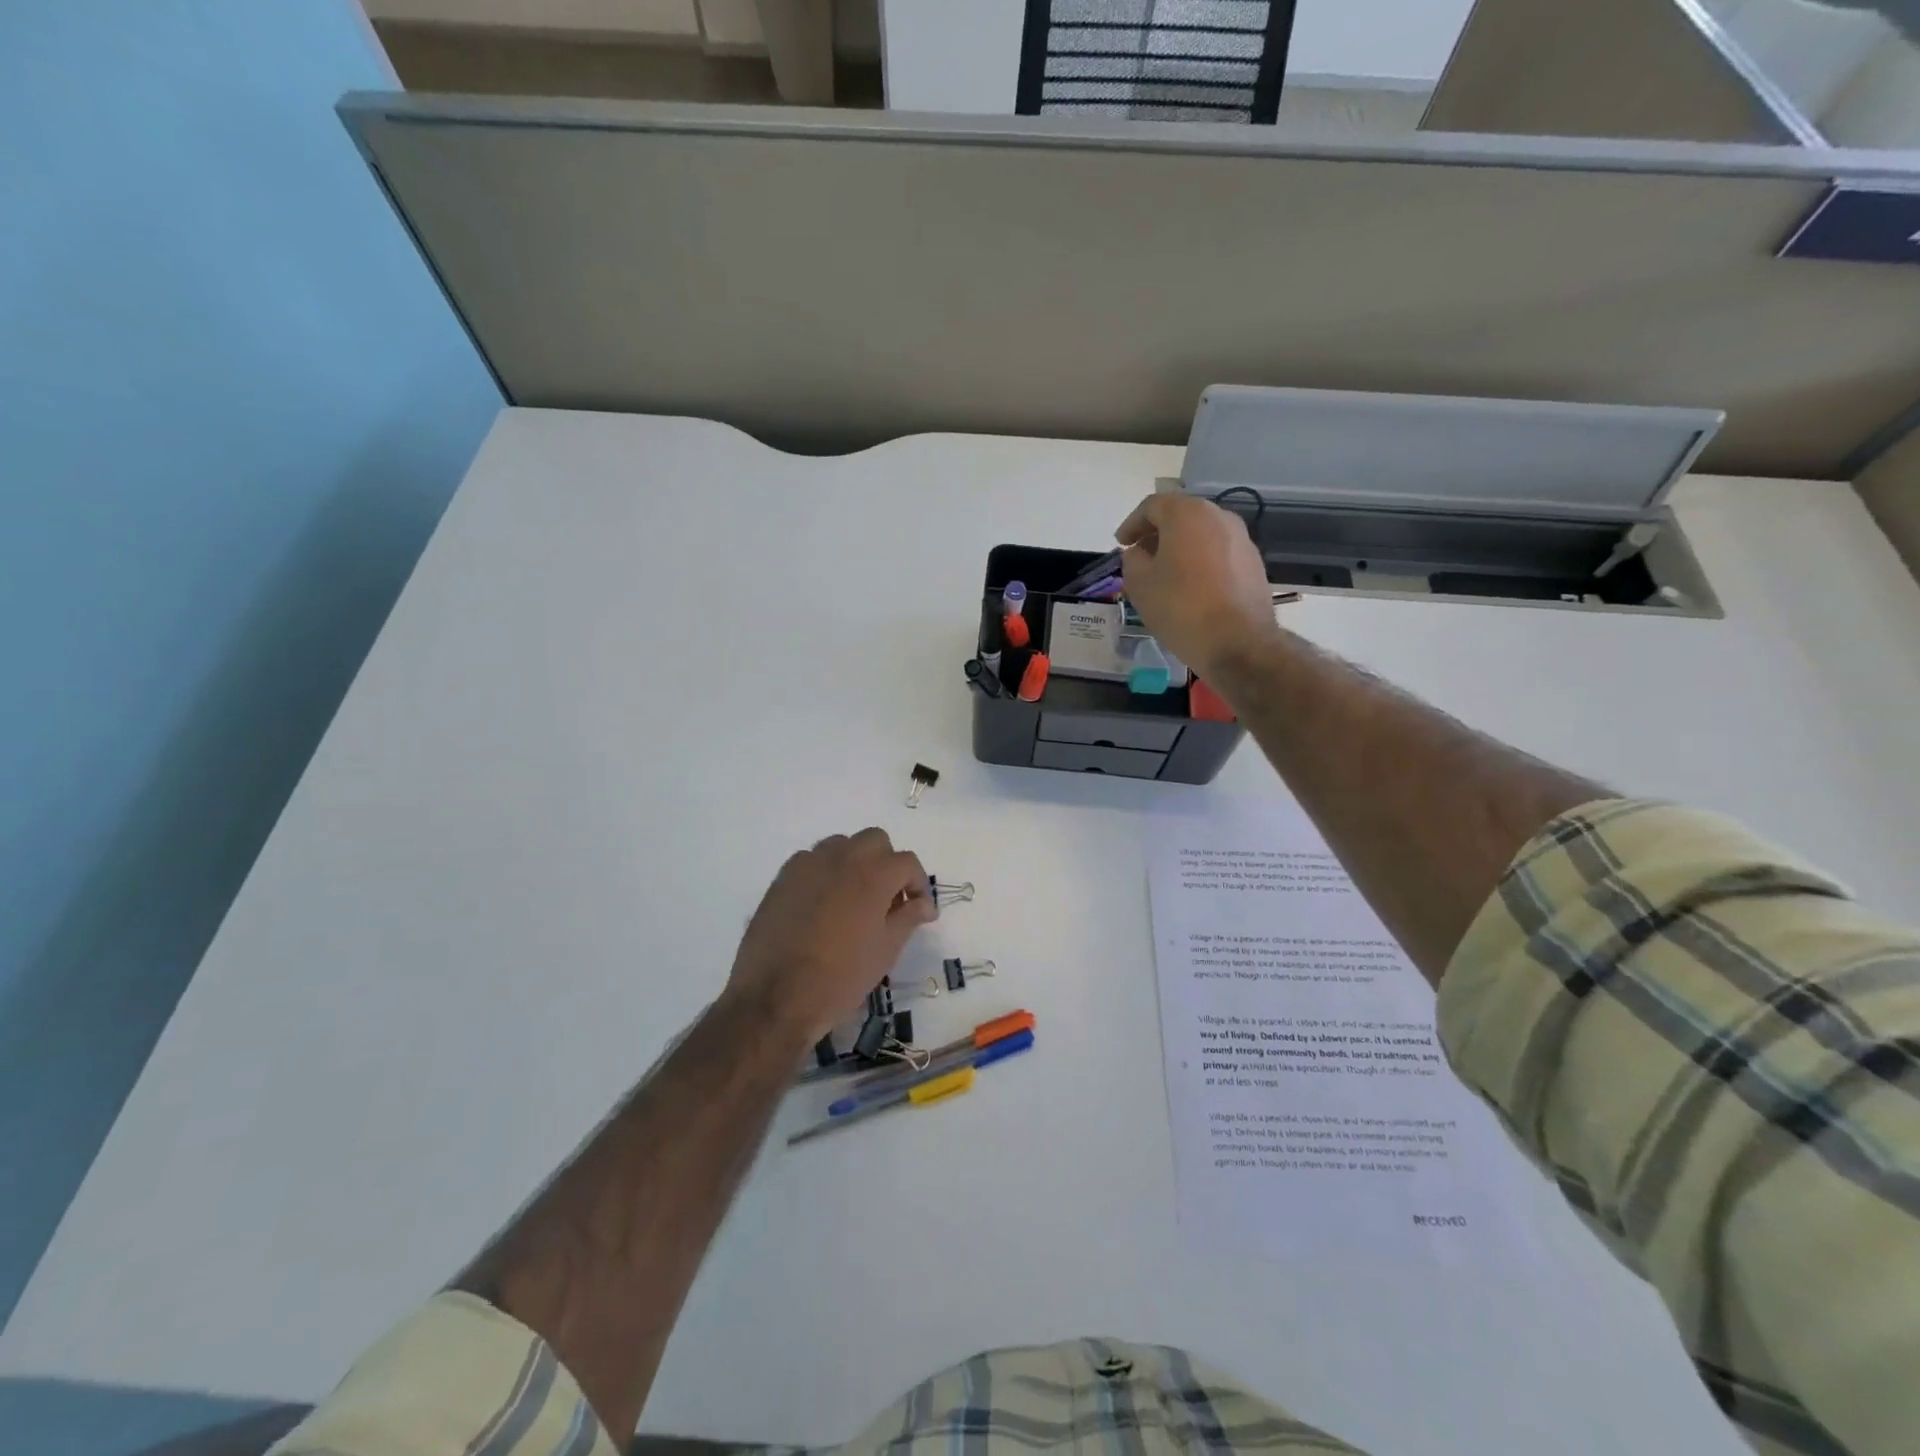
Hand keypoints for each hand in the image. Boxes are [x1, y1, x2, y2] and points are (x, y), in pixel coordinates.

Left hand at [725, 828, 935, 1046]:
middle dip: (887, 863)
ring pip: (841, 845)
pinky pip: (811, 860)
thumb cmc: (841, 977)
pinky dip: (824, 872)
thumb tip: (924, 904)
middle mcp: (842, 858)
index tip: (919, 909)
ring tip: (853, 898)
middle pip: (875, 841)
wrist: (776, 997)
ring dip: (855, 862)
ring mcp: (809, 864)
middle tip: (887, 898)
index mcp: (874, 875)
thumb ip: (908, 918)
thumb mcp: (886, 950)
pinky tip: (822, 904)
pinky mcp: (783, 877)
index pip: (907, 862)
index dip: (918, 884)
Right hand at [1116, 493, 1283, 680]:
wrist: (1238, 642)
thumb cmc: (1180, 608)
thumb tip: (1139, 552)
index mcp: (1187, 514)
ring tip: (1164, 573)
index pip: (1152, 506)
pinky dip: (1200, 561)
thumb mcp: (1140, 584)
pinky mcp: (1253, 563)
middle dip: (1157, 533)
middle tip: (1140, 555)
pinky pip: (1218, 552)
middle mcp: (1219, 516)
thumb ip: (1132, 559)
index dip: (1131, 524)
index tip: (1121, 543)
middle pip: (1180, 516)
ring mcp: (1241, 539)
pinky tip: (1190, 586)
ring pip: (1201, 534)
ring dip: (1180, 547)